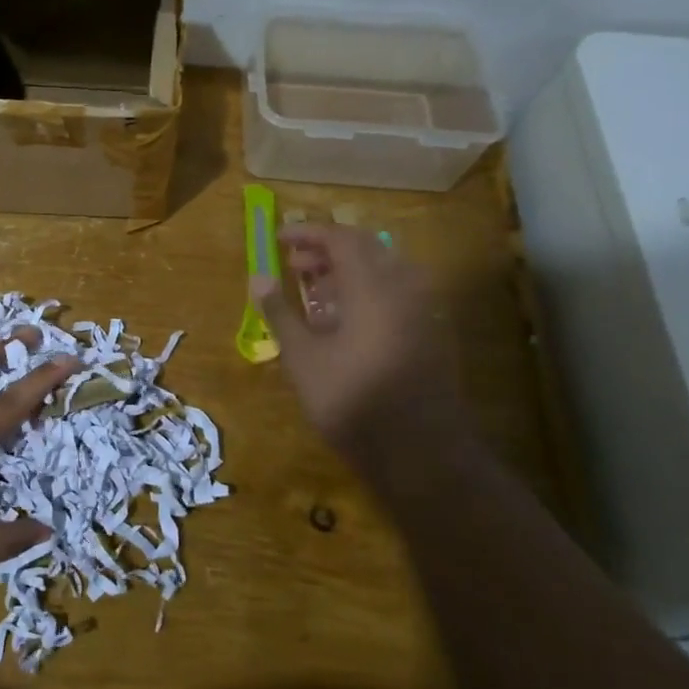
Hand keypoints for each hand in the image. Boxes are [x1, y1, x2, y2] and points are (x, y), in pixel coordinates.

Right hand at [252, 223, 467, 476]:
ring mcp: (423, 312)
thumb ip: (280, 312)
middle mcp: (404, 289)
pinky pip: (397, 295)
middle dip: (327, 251)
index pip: (341, 238)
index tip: (279, 239)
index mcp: (373, 287)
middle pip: (366, 249)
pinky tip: (343, 322)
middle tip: (294, 265)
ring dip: (347, 272)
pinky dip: (367, 293)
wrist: (421, 454)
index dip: (308, 234)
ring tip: (314, 293)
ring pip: (384, 272)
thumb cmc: (352, 401)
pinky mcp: (431, 334)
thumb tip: (257, 276)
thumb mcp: (303, 357)